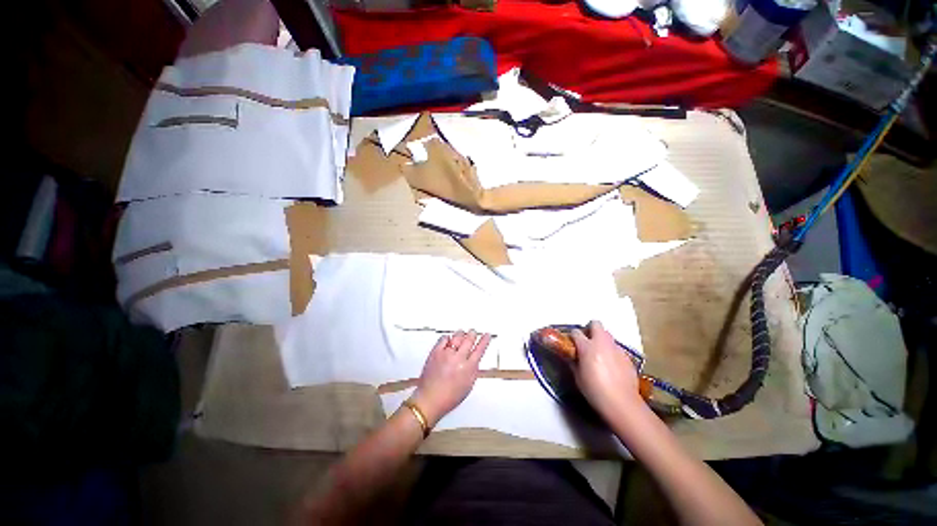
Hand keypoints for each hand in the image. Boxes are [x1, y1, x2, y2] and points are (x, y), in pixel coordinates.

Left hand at [412, 330, 490, 426]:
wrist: (430, 400)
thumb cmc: (448, 398)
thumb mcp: (468, 386)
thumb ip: (473, 371)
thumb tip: (475, 361)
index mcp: (469, 368)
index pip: (480, 349)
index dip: (484, 340)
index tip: (487, 335)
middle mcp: (458, 359)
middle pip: (469, 340)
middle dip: (472, 334)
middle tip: (473, 331)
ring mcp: (447, 354)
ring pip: (457, 337)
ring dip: (461, 334)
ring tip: (462, 332)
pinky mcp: (436, 352)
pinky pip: (443, 339)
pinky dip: (447, 337)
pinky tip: (448, 338)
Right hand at [571, 321, 643, 421]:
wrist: (622, 404)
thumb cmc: (595, 391)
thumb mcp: (577, 377)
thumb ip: (573, 361)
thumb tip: (571, 355)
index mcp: (587, 347)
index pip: (576, 332)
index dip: (572, 336)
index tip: (571, 343)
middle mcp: (602, 343)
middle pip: (596, 324)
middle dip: (590, 329)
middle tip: (587, 342)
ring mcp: (617, 349)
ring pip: (608, 335)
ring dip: (602, 340)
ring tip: (600, 354)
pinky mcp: (627, 357)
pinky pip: (617, 348)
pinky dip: (612, 352)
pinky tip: (611, 366)